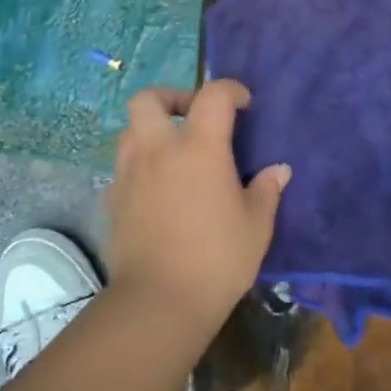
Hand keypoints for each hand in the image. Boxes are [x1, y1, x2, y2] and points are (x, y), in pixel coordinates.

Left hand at [106, 80, 289, 335]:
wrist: (160, 300)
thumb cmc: (218, 259)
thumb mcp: (256, 225)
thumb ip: (266, 190)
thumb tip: (278, 170)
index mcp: (199, 147)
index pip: (213, 95)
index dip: (230, 90)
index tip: (244, 104)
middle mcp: (157, 149)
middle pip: (148, 99)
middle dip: (171, 98)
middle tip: (192, 118)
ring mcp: (128, 173)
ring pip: (130, 130)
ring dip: (151, 131)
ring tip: (175, 155)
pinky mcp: (112, 199)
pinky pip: (123, 167)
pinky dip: (140, 166)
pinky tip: (158, 191)